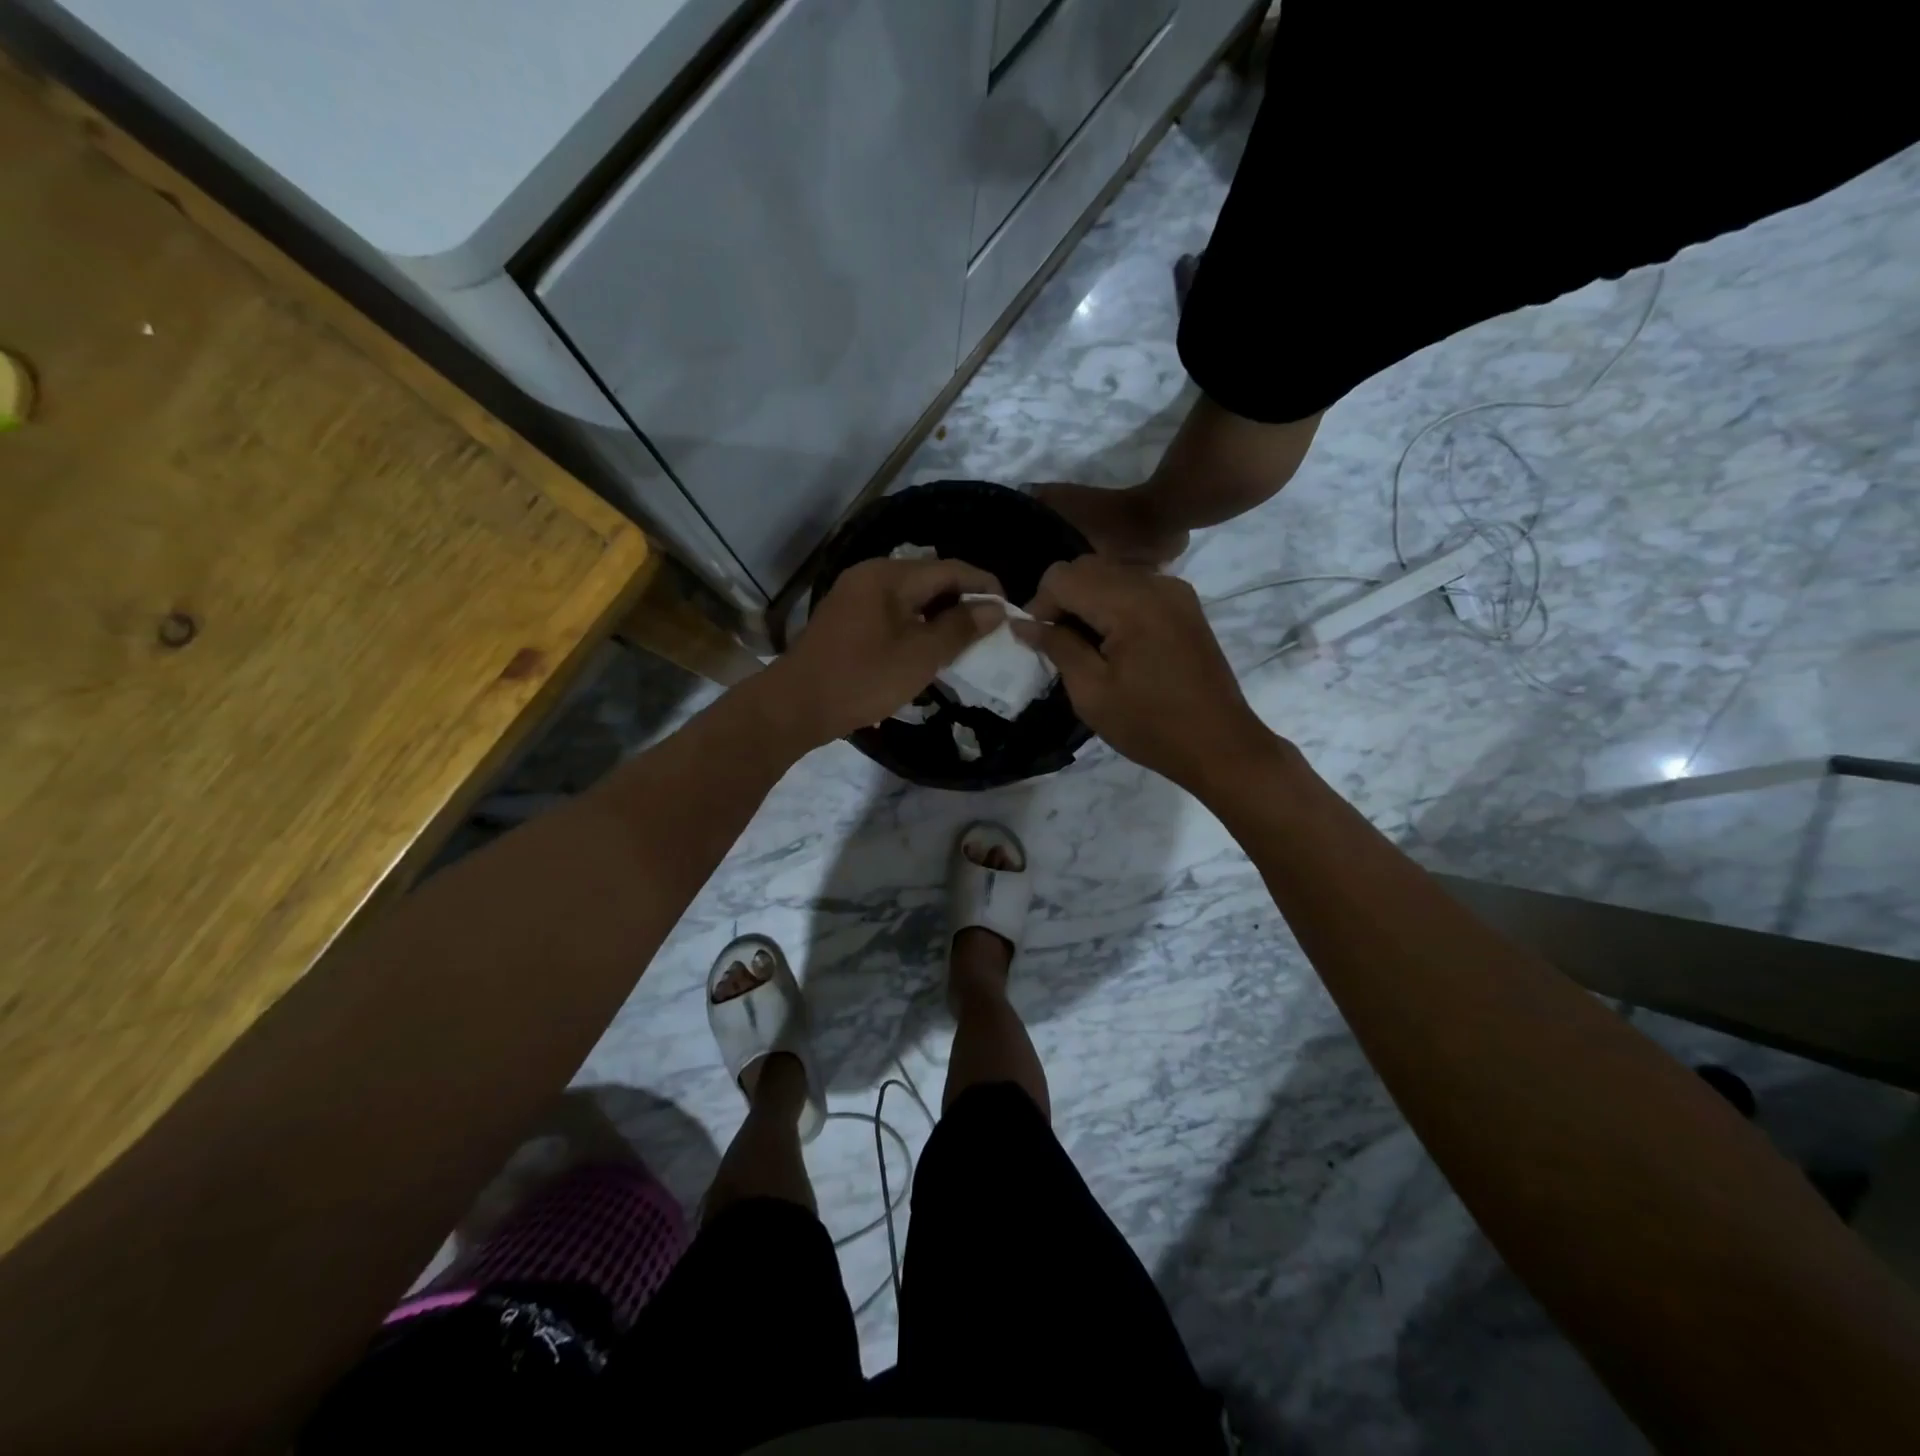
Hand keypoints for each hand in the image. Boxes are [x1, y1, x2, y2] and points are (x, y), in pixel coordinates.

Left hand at [765, 556, 1004, 748]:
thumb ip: (960, 628)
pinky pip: (892, 612)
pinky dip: (916, 624)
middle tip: (991, 628)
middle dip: (963, 600)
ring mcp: (854, 596)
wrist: (796, 706)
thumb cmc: (863, 678)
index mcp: (889, 575)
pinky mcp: (846, 619)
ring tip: (966, 640)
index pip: (950, 569)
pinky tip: (929, 647)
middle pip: (929, 579)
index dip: (984, 585)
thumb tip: (995, 608)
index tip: (1010, 609)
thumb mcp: (920, 655)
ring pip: (911, 597)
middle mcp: (870, 575)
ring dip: (940, 615)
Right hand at [1012, 556, 1277, 792]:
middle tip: (1057, 643)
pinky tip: (1114, 642)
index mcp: (1130, 604)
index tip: (1038, 642)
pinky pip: (1136, 586)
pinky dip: (1113, 603)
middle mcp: (1154, 583)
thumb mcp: (1091, 693)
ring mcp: (1175, 590)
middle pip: (1087, 566)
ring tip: (1084, 645)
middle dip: (1062, 599)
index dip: (1040, 605)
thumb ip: (1057, 647)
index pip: (1063, 576)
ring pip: (1111, 572)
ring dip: (1087, 600)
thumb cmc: (1150, 726)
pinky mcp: (1185, 604)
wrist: (1220, 744)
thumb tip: (1024, 623)